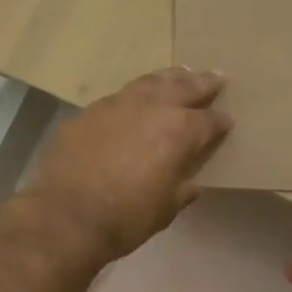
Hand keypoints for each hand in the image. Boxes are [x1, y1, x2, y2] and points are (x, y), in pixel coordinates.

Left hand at [20, 68, 232, 262]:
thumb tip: (192, 182)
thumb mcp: (166, 209)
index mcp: (178, 131)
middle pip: (182, 87)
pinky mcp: (87, 112)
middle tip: (216, 76)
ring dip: (167, 78)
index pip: (208, 122)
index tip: (227, 121)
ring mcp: (115, 104)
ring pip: (148, 82)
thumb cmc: (124, 218)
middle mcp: (151, 107)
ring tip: (179, 74)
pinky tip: (133, 101)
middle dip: (201, 82)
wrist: (65, 215)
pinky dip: (132, 96)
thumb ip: (182, 188)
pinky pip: (117, 97)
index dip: (220, 122)